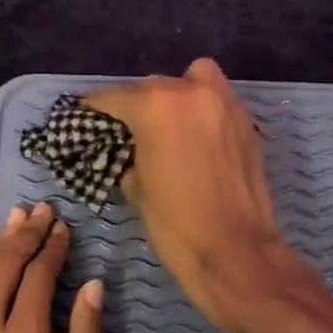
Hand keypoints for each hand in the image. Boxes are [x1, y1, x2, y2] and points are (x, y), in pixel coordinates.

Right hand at [86, 59, 304, 332]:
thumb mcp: (135, 187)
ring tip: (170, 123)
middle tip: (129, 129)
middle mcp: (191, 92)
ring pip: (194, 79)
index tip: (85, 112)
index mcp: (156, 106)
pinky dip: (203, 110)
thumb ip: (129, 152)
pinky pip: (218, 101)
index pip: (115, 97)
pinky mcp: (247, 123)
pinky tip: (196, 138)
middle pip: (154, 85)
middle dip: (138, 104)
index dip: (95, 107)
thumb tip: (130, 146)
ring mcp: (225, 104)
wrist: (235, 252)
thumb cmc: (175, 224)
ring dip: (177, 94)